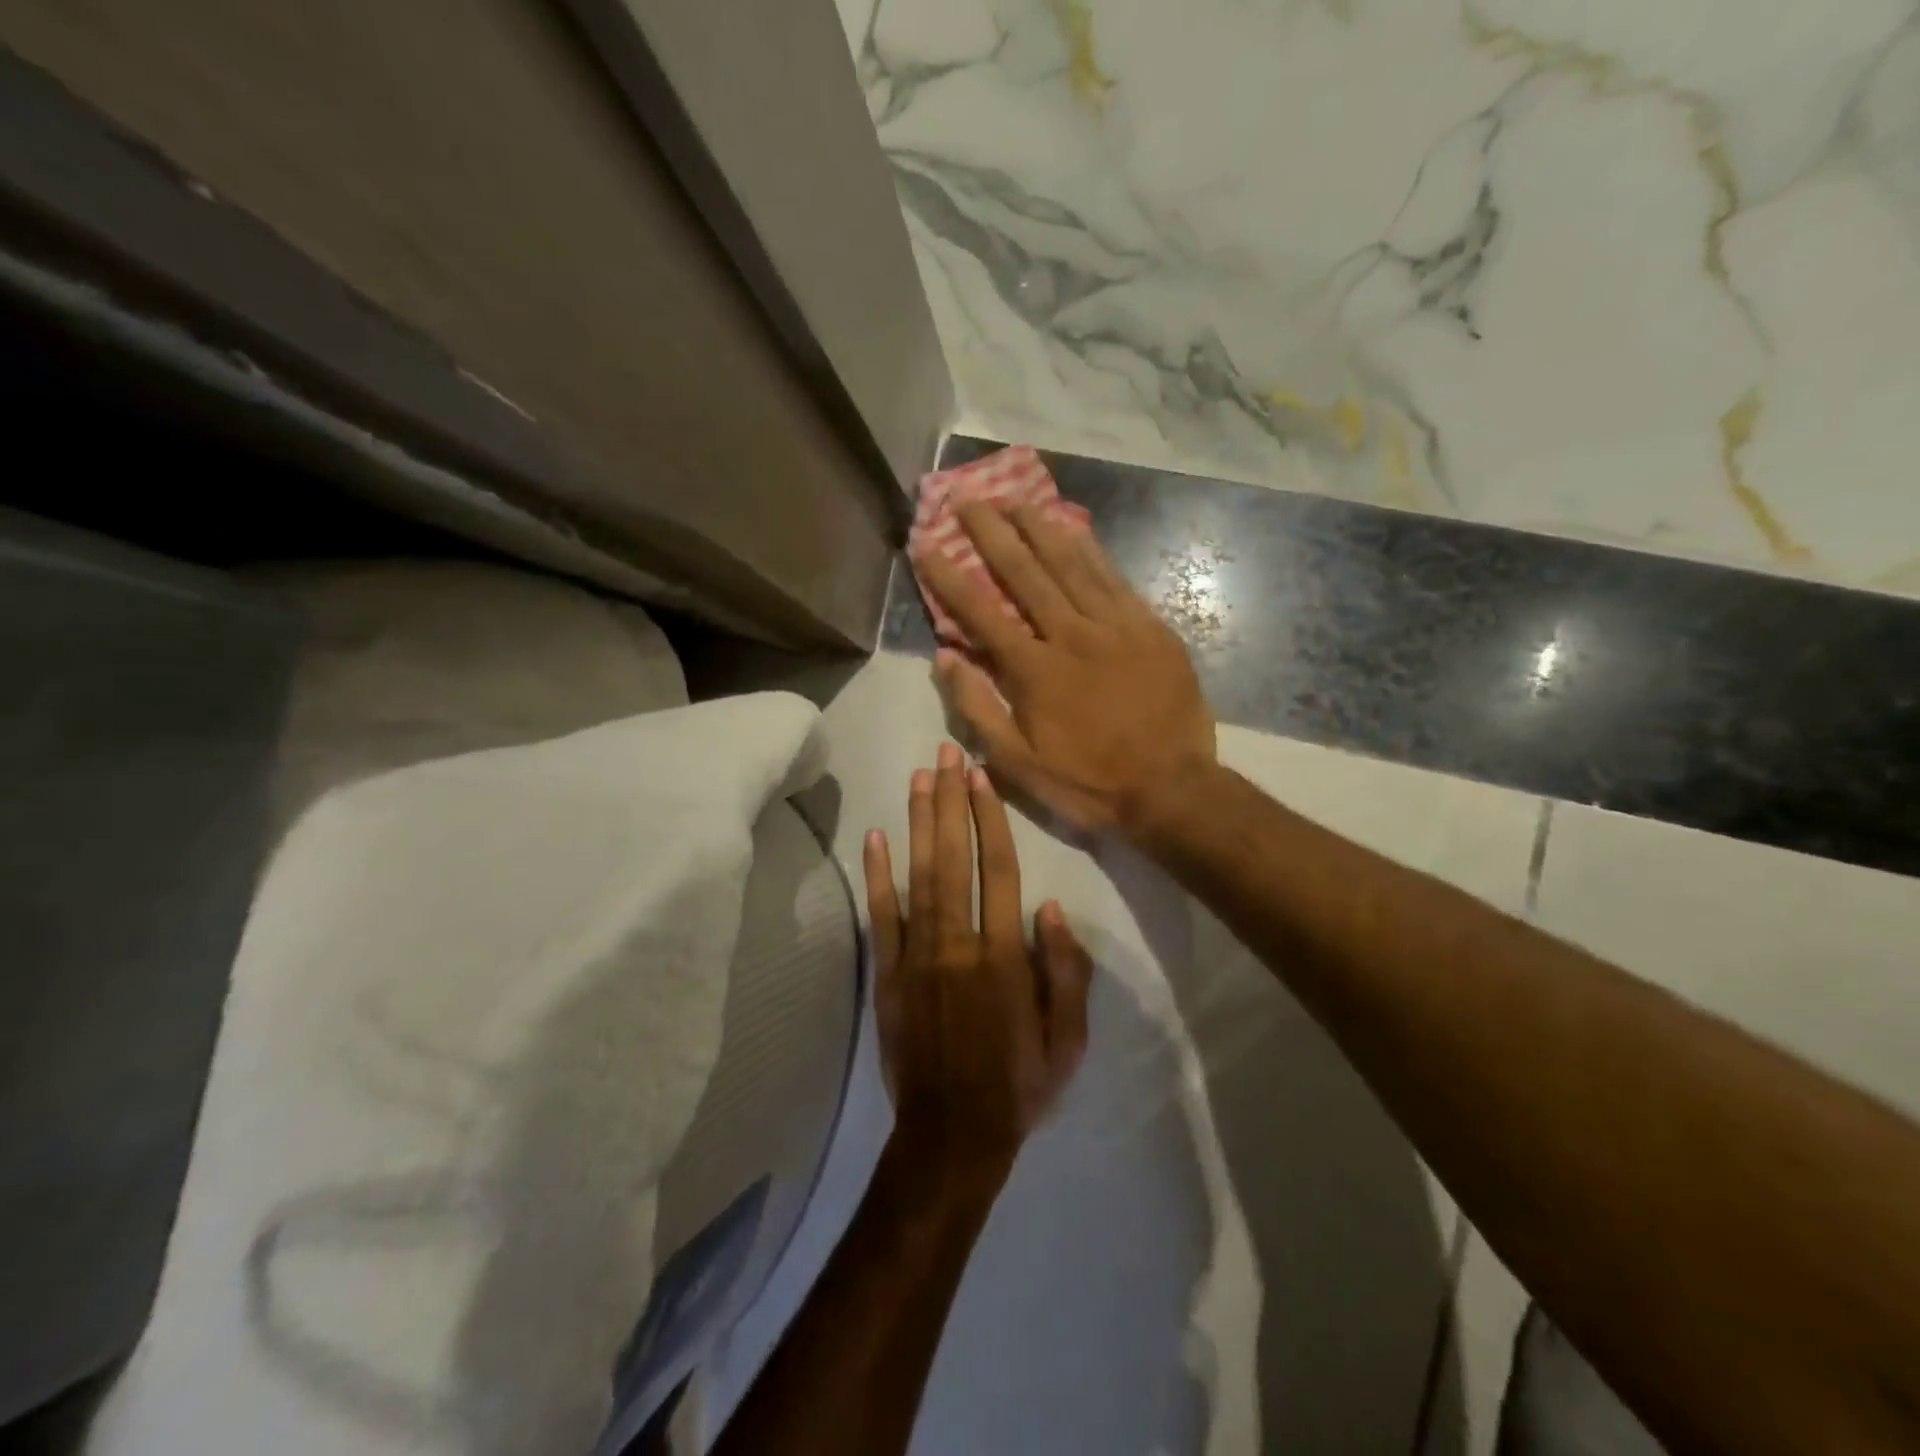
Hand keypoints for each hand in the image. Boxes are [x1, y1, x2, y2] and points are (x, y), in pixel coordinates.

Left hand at [863, 742, 1092, 1182]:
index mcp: (1005, 958)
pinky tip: (876, 837)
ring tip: (917, 777)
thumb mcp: (1069, 1040)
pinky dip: (877, 876)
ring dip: (918, 823)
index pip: (999, 871)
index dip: (990, 819)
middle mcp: (959, 944)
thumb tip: (1052, 909)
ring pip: (919, 876)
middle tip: (945, 753)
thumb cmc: (1019, 1085)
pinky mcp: (886, 975)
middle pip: (955, 859)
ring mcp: (917, 957)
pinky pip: (881, 917)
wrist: (952, 1135)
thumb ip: (1066, 971)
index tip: (980, 777)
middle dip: (950, 802)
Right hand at [913, 502, 1216, 835]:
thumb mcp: (1019, 763)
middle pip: (1026, 573)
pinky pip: (1115, 579)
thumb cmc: (1088, 781)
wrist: (1170, 788)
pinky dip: (1091, 550)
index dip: (950, 576)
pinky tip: (1075, 529)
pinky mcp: (1150, 628)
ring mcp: (1115, 627)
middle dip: (993, 533)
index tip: (927, 544)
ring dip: (1040, 528)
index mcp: (1034, 670)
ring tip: (1016, 499)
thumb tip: (946, 659)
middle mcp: (1071, 635)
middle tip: (970, 498)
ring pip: (1072, 565)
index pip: (982, 612)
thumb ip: (978, 709)